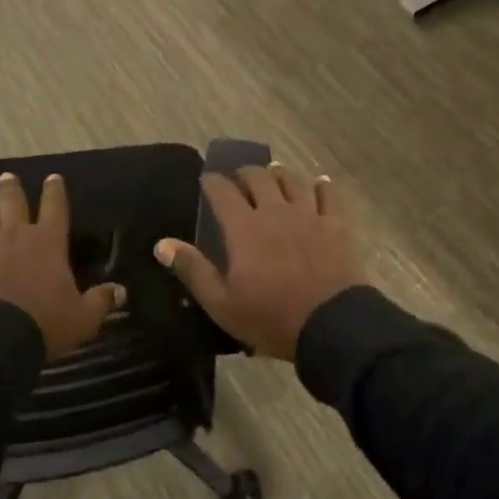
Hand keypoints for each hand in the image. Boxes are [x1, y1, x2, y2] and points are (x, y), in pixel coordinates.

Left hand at [0, 173, 122, 359]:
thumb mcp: (83, 317)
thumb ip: (101, 301)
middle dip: (12, 189)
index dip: (55, 192)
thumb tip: (120, 291)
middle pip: (14, 205)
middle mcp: (16, 237)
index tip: (53, 177)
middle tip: (8, 175)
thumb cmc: (45, 324)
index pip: (55, 209)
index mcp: (49, 243)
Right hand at [153, 164, 363, 360]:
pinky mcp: (336, 224)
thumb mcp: (222, 304)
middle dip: (245, 173)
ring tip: (274, 174)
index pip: (223, 192)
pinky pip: (329, 194)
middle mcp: (275, 211)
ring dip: (280, 174)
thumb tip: (162, 243)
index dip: (212, 182)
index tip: (206, 179)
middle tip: (239, 177)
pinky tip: (319, 182)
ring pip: (293, 181)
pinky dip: (322, 185)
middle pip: (259, 178)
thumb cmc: (271, 318)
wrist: (331, 326)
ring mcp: (309, 215)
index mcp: (244, 228)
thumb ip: (193, 270)